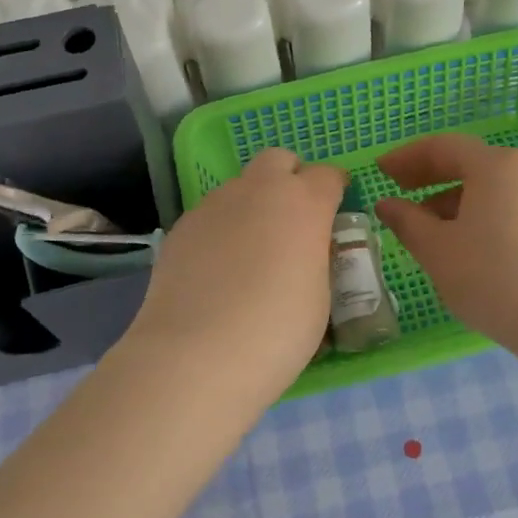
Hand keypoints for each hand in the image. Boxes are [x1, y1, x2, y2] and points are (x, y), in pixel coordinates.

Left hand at [124, 148, 346, 400]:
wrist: (196, 356)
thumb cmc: (277, 332)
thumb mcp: (320, 297)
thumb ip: (317, 259)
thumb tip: (306, 250)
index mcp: (303, 203)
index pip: (329, 175)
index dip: (335, 190)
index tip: (336, 213)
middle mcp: (258, 190)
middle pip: (278, 160)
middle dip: (290, 179)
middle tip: (293, 221)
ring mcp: (214, 204)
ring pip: (241, 187)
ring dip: (253, 206)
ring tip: (251, 254)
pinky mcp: (182, 227)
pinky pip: (212, 215)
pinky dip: (223, 230)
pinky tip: (218, 271)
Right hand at [376, 134, 517, 353]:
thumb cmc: (491, 277)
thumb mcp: (437, 250)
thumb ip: (407, 221)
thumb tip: (387, 204)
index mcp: (493, 166)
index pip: (442, 147)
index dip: (407, 156)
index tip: (380, 170)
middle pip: (467, 162)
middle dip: (428, 174)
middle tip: (397, 189)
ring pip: (487, 186)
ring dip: (450, 196)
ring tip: (423, 224)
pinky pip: (505, 204)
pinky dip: (476, 211)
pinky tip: (460, 241)